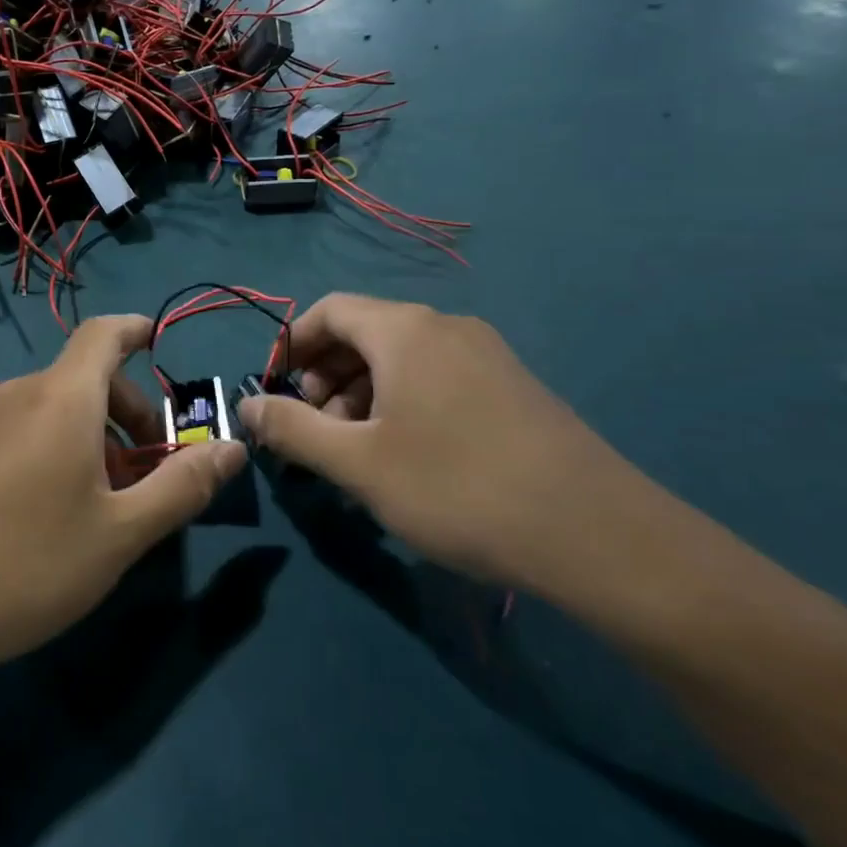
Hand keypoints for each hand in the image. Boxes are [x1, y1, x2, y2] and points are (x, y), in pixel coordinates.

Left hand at [0, 316, 246, 673]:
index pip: (105, 332)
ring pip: (59, 408)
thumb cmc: (31, 563)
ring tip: (112, 500)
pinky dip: (62, 448)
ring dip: (98, 436)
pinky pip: (29, 430)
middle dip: (131, 410)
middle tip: (154, 470)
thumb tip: (233, 448)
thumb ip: (183, 484)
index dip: (137, 329)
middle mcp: (22, 395)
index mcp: (63, 397)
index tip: (163, 346)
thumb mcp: (123, 532)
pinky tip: (62, 511)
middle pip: (88, 376)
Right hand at [236, 294, 635, 590]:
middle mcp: (446, 327)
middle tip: (314, 429)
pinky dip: (402, 402)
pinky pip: (436, 377)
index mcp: (404, 330)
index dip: (292, 344)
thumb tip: (247, 405)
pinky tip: (405, 456)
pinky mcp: (513, 388)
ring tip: (356, 452)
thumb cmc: (458, 488)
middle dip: (326, 375)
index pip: (330, 310)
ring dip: (362, 393)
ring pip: (401, 358)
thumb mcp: (357, 463)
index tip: (275, 389)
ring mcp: (487, 355)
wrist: (599, 536)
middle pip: (365, 332)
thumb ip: (292, 428)